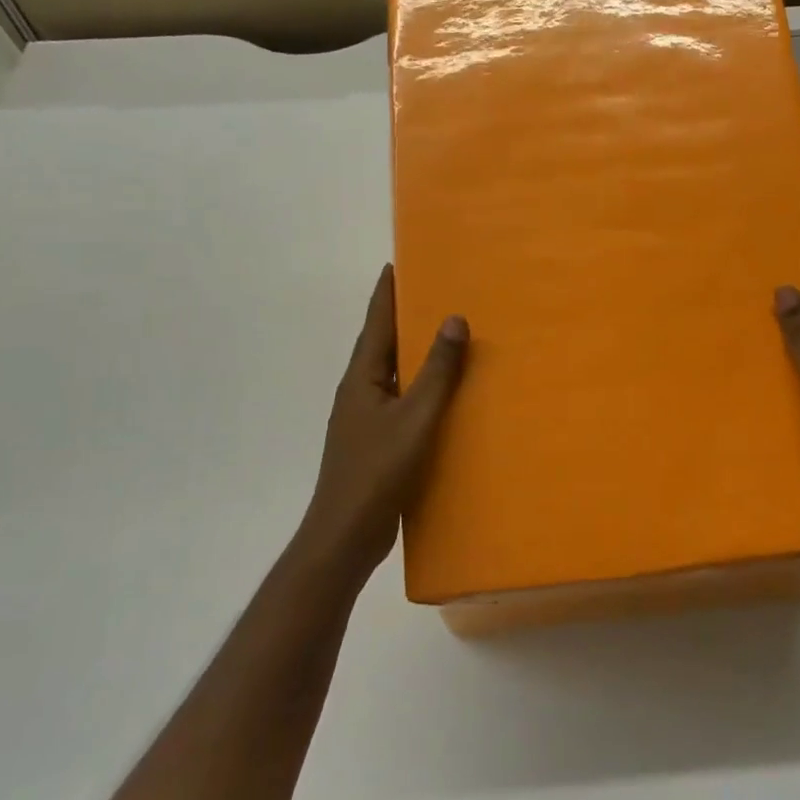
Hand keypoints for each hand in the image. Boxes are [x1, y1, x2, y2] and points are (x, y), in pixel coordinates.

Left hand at [296, 266, 467, 581]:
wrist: (345, 536)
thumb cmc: (377, 471)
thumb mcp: (415, 417)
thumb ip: (437, 370)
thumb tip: (454, 318)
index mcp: (362, 378)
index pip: (376, 323)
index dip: (386, 293)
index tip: (397, 263)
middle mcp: (359, 392)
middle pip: (383, 344)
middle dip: (404, 317)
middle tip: (434, 292)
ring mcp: (365, 419)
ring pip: (393, 374)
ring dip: (414, 353)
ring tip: (445, 336)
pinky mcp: (376, 442)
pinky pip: (402, 401)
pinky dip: (420, 387)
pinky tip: (444, 395)